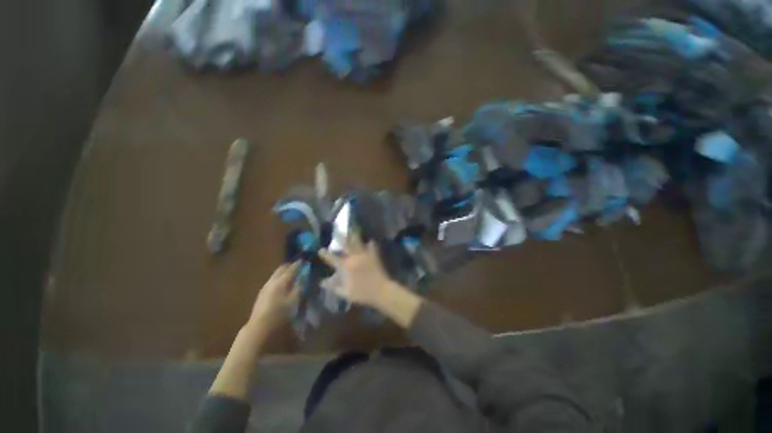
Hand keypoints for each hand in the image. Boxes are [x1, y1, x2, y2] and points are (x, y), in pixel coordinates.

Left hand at [248, 262, 299, 331]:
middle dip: (290, 266)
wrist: (259, 329)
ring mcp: (265, 287)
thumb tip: (305, 275)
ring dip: (284, 272)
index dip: (300, 263)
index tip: (306, 260)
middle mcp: (272, 281)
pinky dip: (280, 278)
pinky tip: (283, 284)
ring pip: (276, 274)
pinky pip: (273, 281)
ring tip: (292, 274)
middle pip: (282, 268)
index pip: (292, 268)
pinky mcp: (262, 295)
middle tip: (299, 265)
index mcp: (281, 281)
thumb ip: (300, 286)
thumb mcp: (295, 300)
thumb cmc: (280, 314)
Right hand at [319, 234, 393, 307]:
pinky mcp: (374, 255)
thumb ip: (333, 286)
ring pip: (358, 241)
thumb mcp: (345, 293)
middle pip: (345, 244)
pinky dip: (370, 242)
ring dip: (354, 235)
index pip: (332, 258)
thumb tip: (322, 282)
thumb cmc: (362, 293)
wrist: (380, 290)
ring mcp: (364, 254)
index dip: (325, 254)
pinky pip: (372, 245)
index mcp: (345, 266)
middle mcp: (353, 257)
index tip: (320, 249)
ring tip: (351, 228)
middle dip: (339, 236)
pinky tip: (369, 240)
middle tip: (336, 229)